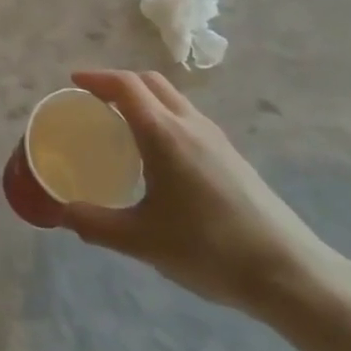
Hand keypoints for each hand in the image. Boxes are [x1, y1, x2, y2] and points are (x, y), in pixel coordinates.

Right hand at [56, 70, 341, 317]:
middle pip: (150, 82)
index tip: (73, 81)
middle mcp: (190, 124)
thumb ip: (95, 224)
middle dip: (118, 82)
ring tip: (121, 124)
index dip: (97, 77)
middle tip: (93, 100)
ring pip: (173, 98)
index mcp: (164, 134)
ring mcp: (216, 138)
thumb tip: (61, 214)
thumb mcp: (142, 241)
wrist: (289, 273)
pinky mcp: (231, 156)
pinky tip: (157, 155)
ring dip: (143, 98)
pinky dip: (162, 116)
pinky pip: (187, 118)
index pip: (126, 85)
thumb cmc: (209, 249)